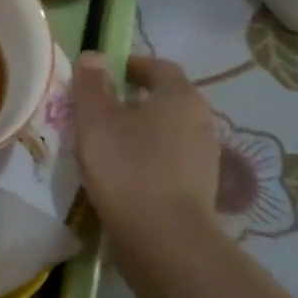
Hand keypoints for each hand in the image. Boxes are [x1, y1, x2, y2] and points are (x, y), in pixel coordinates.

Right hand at [70, 52, 222, 237]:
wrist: (165, 241)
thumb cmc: (128, 168)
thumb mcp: (97, 119)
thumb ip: (92, 84)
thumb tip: (94, 56)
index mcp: (181, 96)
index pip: (159, 67)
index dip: (132, 65)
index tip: (105, 73)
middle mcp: (201, 121)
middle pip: (166, 100)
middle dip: (134, 100)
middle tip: (100, 108)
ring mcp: (205, 158)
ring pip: (168, 133)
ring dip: (141, 132)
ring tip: (106, 143)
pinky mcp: (200, 191)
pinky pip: (170, 162)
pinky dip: (148, 160)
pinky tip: (123, 175)